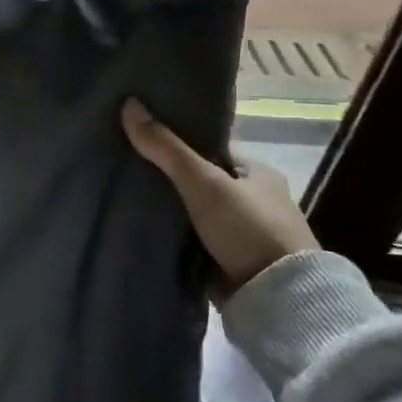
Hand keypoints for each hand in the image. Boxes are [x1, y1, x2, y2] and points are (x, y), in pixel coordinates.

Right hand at [120, 98, 316, 296]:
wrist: (276, 297)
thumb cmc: (247, 228)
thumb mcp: (204, 182)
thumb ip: (166, 148)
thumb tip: (129, 103)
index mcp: (258, 173)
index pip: (210, 150)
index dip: (177, 145)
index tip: (140, 143)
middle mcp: (253, 200)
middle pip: (201, 181)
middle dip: (169, 180)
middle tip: (125, 170)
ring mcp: (242, 233)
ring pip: (195, 212)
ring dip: (170, 210)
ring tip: (125, 199)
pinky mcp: (230, 261)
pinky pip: (193, 239)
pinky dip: (174, 235)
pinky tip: (143, 229)